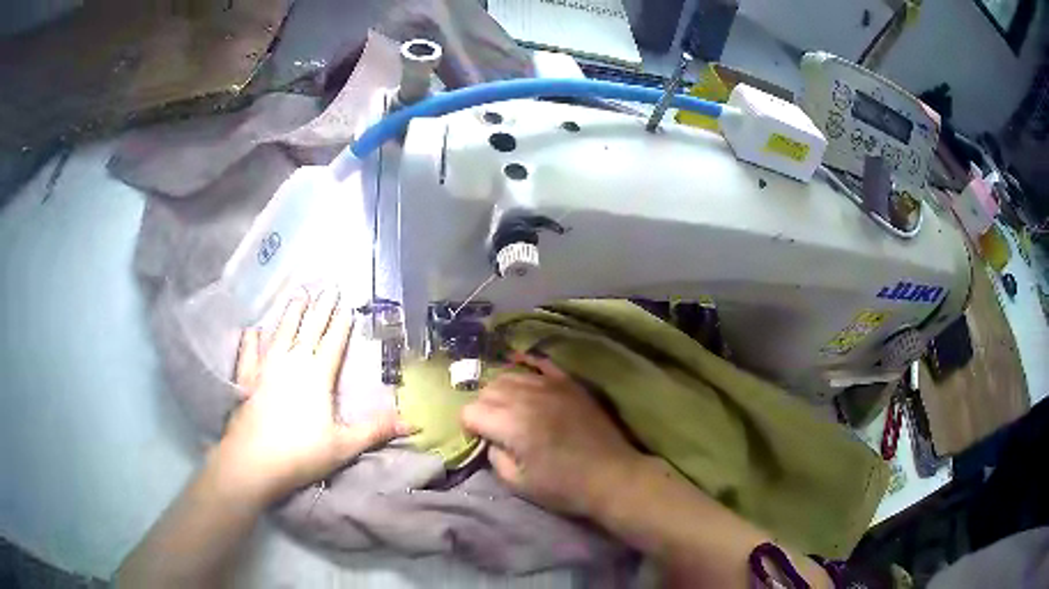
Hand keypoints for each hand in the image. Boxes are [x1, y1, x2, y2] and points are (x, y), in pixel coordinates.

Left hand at [217, 289, 408, 501]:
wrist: (254, 461)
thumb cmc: (301, 453)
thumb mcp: (344, 445)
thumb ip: (376, 430)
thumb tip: (414, 424)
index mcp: (317, 376)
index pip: (332, 343)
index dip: (341, 324)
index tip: (347, 304)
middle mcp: (292, 363)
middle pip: (309, 329)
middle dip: (321, 307)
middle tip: (329, 285)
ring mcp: (266, 367)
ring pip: (281, 332)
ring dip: (291, 312)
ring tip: (299, 293)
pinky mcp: (247, 378)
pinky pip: (250, 352)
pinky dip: (252, 339)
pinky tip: (254, 329)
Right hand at [461, 353, 644, 517]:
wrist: (612, 476)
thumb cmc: (564, 487)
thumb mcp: (518, 484)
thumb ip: (495, 458)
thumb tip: (491, 440)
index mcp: (511, 424)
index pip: (471, 411)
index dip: (469, 427)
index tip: (480, 440)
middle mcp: (526, 397)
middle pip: (487, 390)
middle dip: (483, 408)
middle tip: (493, 427)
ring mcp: (550, 386)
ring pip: (510, 375)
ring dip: (501, 391)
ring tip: (509, 409)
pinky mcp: (569, 383)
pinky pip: (541, 363)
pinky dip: (527, 366)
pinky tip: (523, 371)